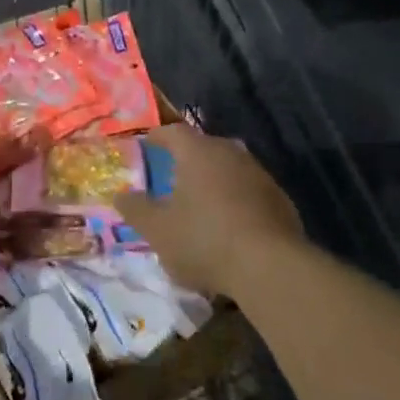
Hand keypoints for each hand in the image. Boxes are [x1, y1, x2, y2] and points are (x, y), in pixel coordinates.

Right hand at [113, 122, 303, 300]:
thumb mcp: (157, 230)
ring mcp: (259, 175)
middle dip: (186, 160)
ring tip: (199, 203)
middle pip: (204, 148)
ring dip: (212, 181)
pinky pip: (248, 192)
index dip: (158, 137)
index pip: (174, 132)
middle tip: (171, 176)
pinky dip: (234, 201)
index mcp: (198, 152)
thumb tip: (120, 194)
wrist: (269, 267)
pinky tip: (228, 225)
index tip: (147, 144)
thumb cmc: (204, 240)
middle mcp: (230, 153)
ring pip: (228, 169)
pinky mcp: (279, 200)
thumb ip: (135, 209)